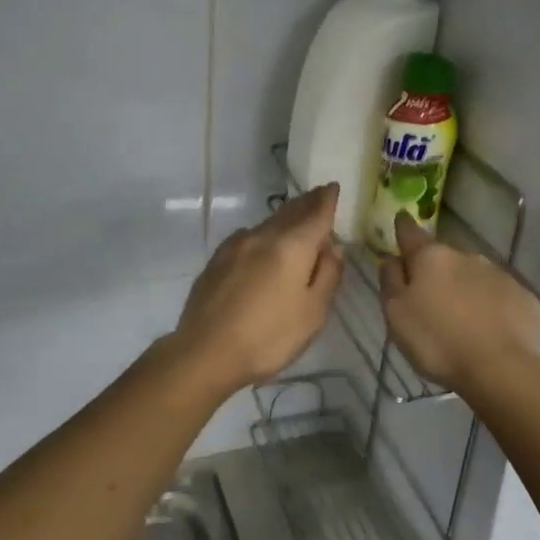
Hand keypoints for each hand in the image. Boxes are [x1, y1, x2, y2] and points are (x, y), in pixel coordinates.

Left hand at [174, 185, 344, 392]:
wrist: (205, 352)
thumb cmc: (269, 337)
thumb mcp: (313, 312)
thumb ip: (327, 275)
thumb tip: (333, 247)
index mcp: (292, 246)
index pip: (316, 213)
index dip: (328, 199)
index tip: (334, 187)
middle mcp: (263, 236)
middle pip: (290, 212)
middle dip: (307, 203)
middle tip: (318, 195)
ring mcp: (235, 246)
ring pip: (267, 224)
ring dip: (284, 218)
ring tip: (295, 220)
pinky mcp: (216, 260)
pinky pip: (247, 238)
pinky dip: (263, 234)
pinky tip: (262, 245)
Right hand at [380, 213, 539, 389]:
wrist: (501, 369)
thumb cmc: (438, 342)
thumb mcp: (396, 315)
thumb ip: (390, 281)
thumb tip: (392, 258)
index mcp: (432, 257)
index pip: (411, 232)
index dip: (402, 227)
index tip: (400, 221)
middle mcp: (467, 256)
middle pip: (444, 256)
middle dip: (436, 270)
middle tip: (429, 297)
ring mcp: (499, 274)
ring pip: (473, 274)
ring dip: (464, 287)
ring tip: (460, 317)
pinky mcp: (523, 296)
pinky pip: (498, 295)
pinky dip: (490, 304)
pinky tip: (488, 328)